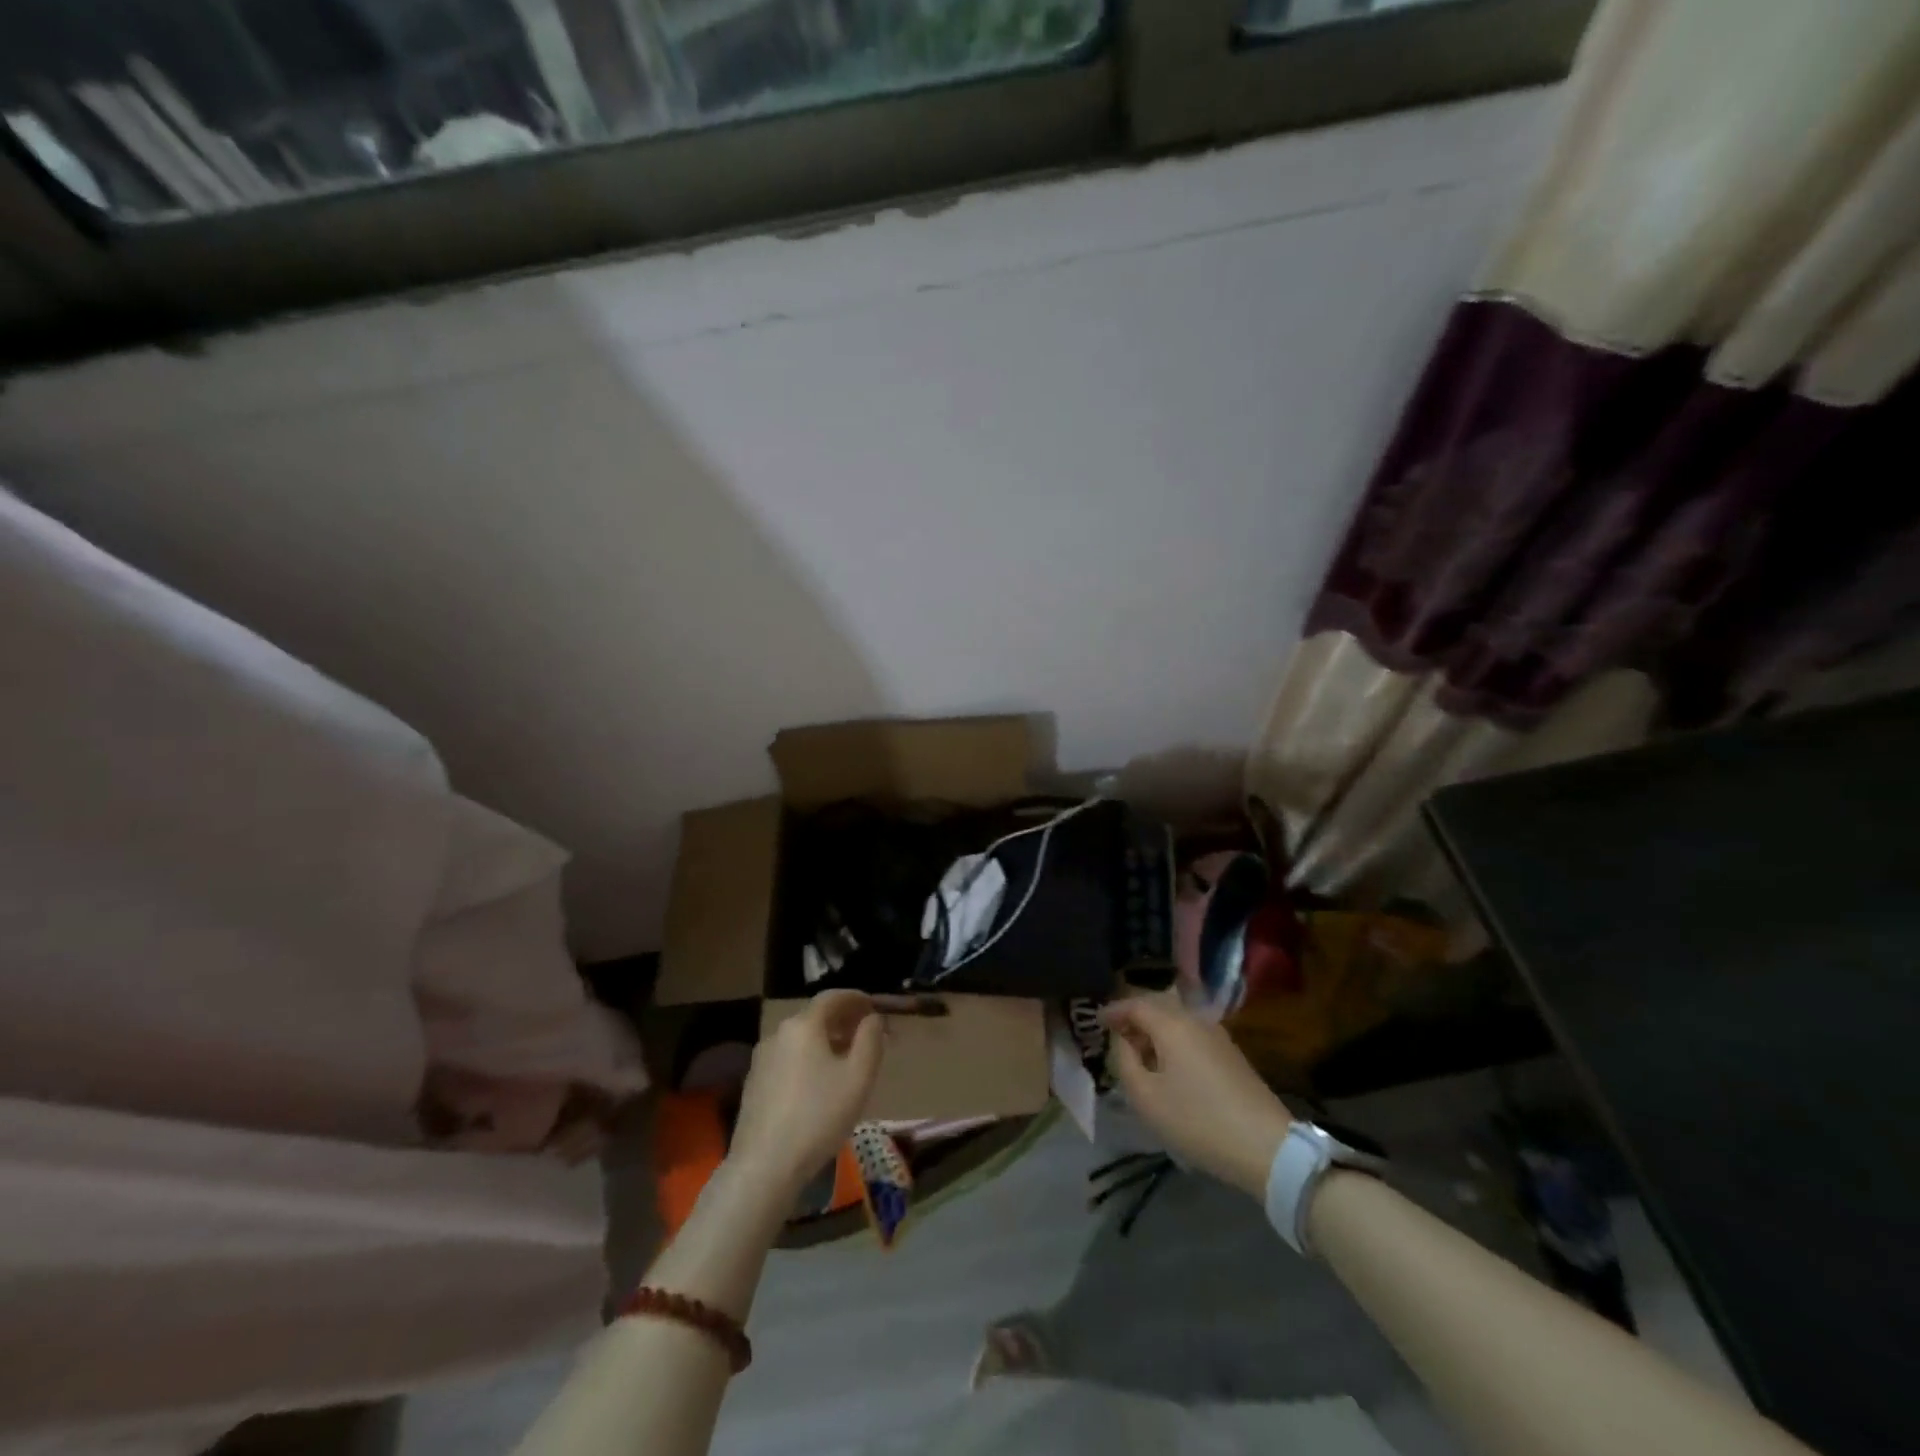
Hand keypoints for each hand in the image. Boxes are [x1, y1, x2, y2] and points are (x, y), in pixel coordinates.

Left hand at [727, 991, 885, 1204]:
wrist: (764, 1166)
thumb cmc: (818, 1115)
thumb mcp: (858, 1077)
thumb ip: (870, 1040)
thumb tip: (872, 1019)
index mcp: (803, 1025)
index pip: (832, 997)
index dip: (855, 997)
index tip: (873, 1005)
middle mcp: (779, 1033)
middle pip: (815, 1016)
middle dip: (842, 1020)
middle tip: (865, 1032)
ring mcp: (762, 1059)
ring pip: (801, 1038)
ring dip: (825, 1040)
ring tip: (846, 1058)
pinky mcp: (754, 1083)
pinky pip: (788, 1058)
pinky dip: (808, 1058)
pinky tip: (819, 1082)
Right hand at [1102, 998, 1291, 1198]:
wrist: (1266, 1147)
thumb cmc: (1197, 1120)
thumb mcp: (1146, 1098)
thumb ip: (1125, 1062)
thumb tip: (1124, 1042)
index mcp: (1172, 1024)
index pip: (1135, 1004)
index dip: (1113, 1011)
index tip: (1096, 1021)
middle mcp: (1195, 1020)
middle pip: (1158, 1007)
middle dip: (1134, 1017)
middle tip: (1115, 1035)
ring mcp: (1218, 1036)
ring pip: (1177, 1020)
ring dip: (1154, 1030)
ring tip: (1139, 1053)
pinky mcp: (1231, 1055)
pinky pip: (1192, 1035)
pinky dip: (1172, 1041)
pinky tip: (1167, 1066)